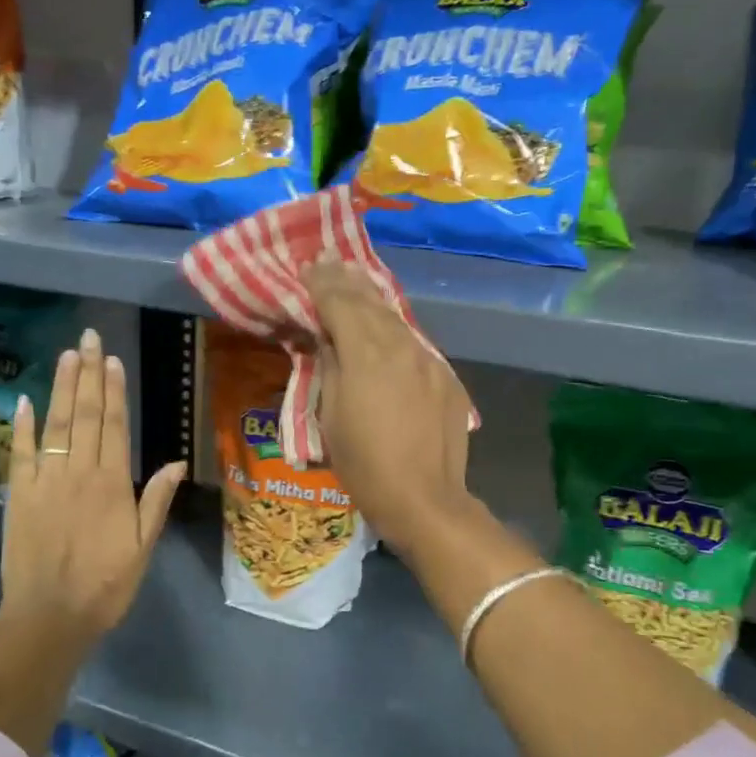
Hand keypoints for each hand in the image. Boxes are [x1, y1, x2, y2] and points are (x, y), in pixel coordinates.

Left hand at [0, 328, 185, 645]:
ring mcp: (44, 481)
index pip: (113, 425)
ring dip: (59, 387)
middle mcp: (78, 473)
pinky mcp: (18, 495)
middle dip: (87, 373)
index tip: (112, 359)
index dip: (113, 390)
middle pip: (83, 414)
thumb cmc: (105, 585)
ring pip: (54, 425)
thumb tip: (177, 461)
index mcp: (112, 484)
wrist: (49, 618)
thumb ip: (155, 501)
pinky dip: (22, 426)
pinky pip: (20, 453)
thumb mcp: (143, 547)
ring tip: (66, 355)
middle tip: (88, 339)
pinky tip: (24, 400)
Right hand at [303, 260, 473, 554]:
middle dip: (347, 279)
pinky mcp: (446, 376)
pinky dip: (395, 329)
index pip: (340, 304)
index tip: (309, 264)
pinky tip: (387, 327)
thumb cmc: (364, 463)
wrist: (424, 498)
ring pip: (396, 318)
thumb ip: (331, 367)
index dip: (322, 282)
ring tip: (356, 280)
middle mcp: (400, 346)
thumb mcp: (330, 416)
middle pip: (370, 302)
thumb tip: (329, 337)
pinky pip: (415, 343)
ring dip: (373, 298)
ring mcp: (428, 359)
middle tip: (329, 258)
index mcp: (366, 354)